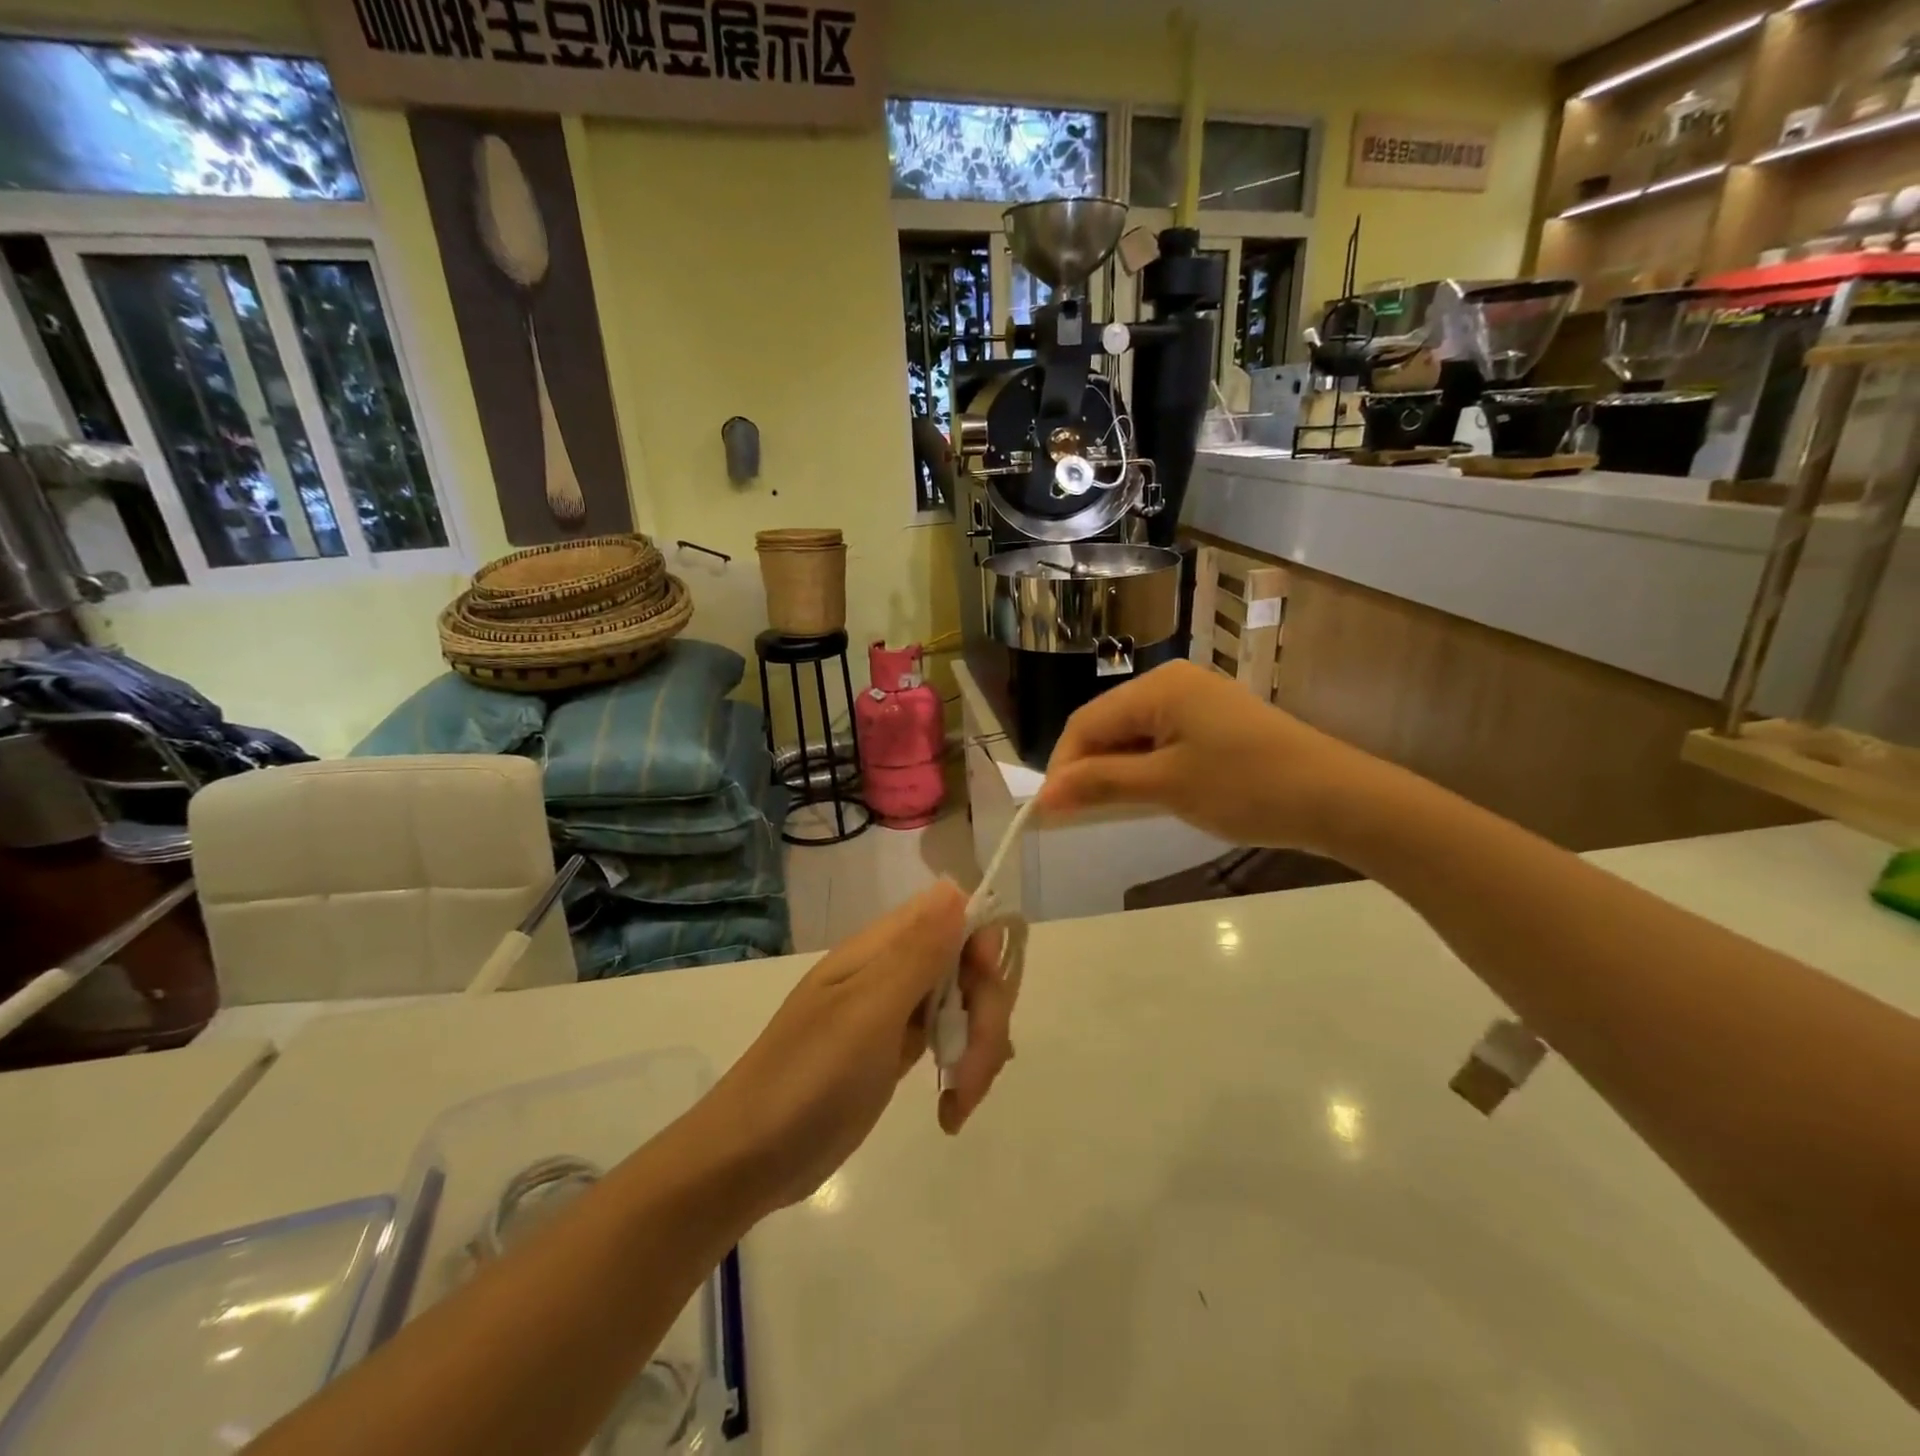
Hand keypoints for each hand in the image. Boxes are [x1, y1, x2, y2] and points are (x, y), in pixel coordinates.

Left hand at [699, 882, 1013, 1213]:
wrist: (748, 1159)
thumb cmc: (807, 1080)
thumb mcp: (867, 1013)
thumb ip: (916, 952)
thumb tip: (955, 887)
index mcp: (881, 948)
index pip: (955, 914)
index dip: (983, 943)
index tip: (983, 986)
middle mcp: (893, 969)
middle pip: (970, 966)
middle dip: (986, 1016)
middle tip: (972, 1072)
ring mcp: (895, 1011)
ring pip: (966, 1005)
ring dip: (978, 1049)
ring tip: (960, 1101)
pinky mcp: (896, 1050)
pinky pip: (950, 1039)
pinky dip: (962, 1068)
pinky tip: (953, 1108)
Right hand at [1038, 660, 1384, 853]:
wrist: (1337, 799)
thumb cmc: (1246, 787)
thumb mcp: (1165, 787)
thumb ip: (1100, 784)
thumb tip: (1044, 796)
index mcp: (1158, 686)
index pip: (1086, 723)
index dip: (1063, 767)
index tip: (1049, 813)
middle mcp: (1172, 682)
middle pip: (1108, 724)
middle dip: (1088, 769)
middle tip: (1075, 817)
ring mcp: (1197, 700)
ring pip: (1133, 734)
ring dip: (1115, 771)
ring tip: (1106, 811)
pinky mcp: (1214, 721)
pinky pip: (1161, 740)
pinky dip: (1144, 768)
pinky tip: (1145, 796)